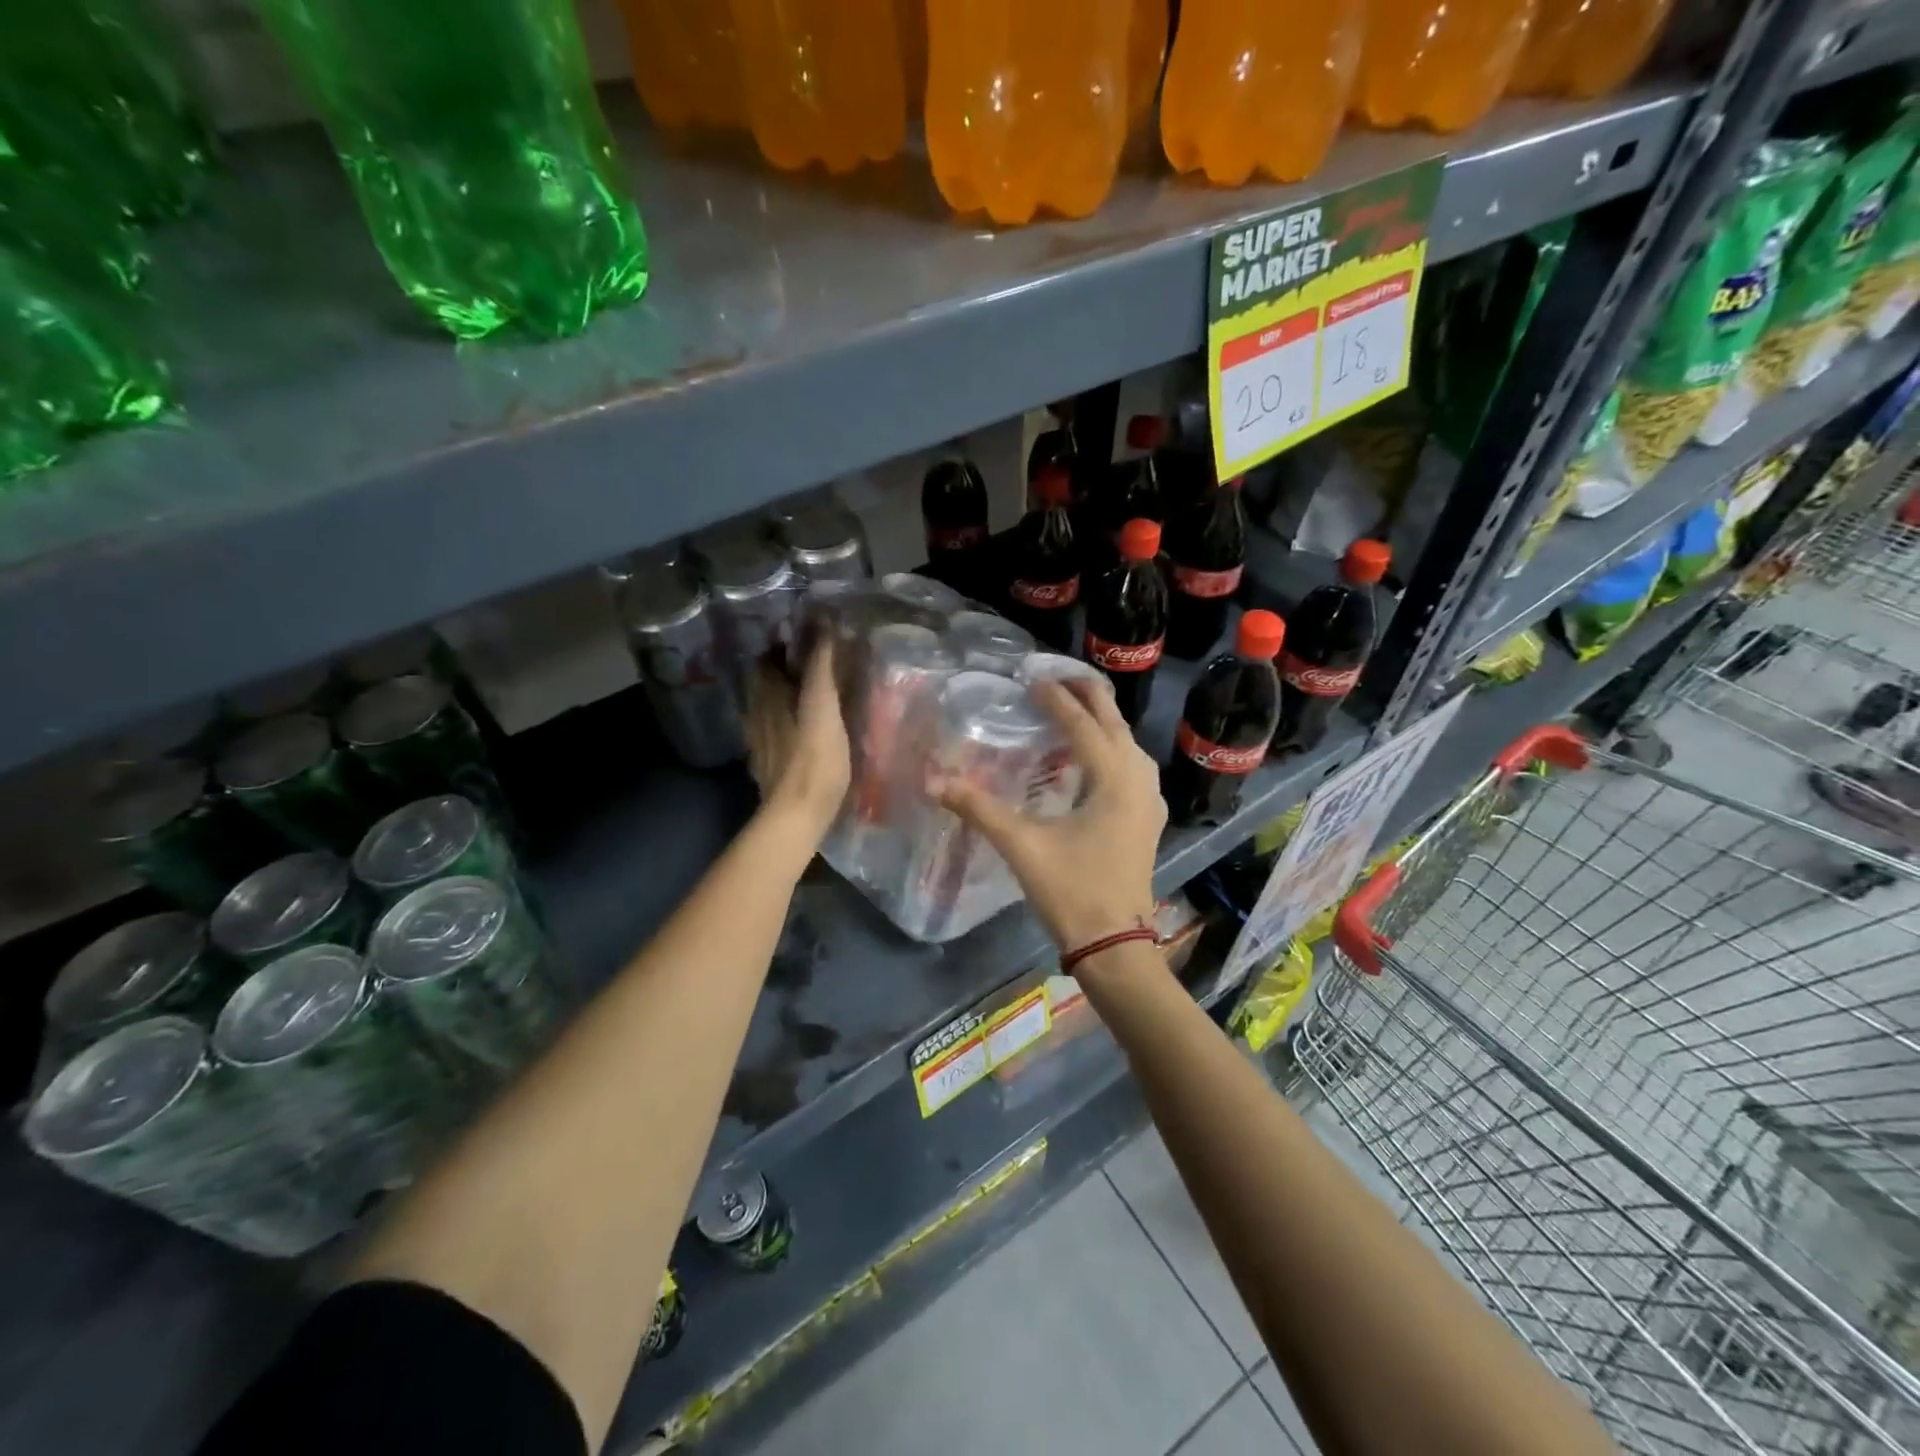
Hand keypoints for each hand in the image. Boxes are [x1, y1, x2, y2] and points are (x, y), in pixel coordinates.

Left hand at [747, 642, 849, 840]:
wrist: (795, 816)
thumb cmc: (814, 760)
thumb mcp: (823, 709)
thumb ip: (822, 670)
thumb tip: (824, 627)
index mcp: (768, 699)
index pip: (766, 662)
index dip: (781, 649)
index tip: (804, 643)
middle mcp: (756, 716)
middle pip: (763, 686)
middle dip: (780, 674)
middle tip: (809, 670)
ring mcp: (759, 745)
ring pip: (764, 712)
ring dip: (780, 701)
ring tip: (806, 700)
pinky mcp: (766, 769)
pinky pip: (770, 737)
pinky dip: (781, 727)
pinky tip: (797, 736)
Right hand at [935, 679, 1165, 953]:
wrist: (1115, 944)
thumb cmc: (1072, 892)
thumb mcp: (1022, 846)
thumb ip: (979, 809)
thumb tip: (933, 781)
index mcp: (1113, 780)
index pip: (1083, 725)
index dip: (1057, 700)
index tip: (1032, 679)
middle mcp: (1137, 782)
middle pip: (1116, 725)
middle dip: (1090, 696)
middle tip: (1059, 676)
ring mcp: (1148, 802)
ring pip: (1130, 745)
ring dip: (1106, 721)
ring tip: (1079, 708)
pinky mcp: (1147, 821)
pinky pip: (1134, 768)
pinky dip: (1116, 749)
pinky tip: (1099, 759)